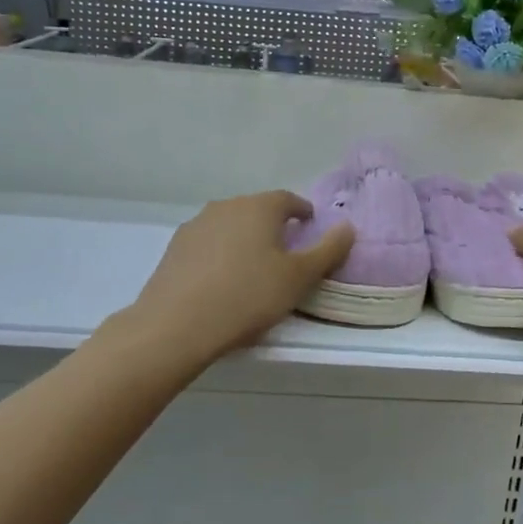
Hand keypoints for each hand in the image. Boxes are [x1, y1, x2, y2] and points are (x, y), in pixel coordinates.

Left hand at [123, 191, 354, 364]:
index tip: (310, 227)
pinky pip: (208, 245)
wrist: (177, 324)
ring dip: (244, 240)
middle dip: (273, 226)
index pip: (288, 199)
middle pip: (256, 210)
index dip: (302, 212)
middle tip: (285, 252)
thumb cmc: (248, 296)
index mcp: (259, 207)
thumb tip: (348, 227)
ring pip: (229, 226)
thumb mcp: (299, 278)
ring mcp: (196, 225)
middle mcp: (226, 206)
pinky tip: (221, 281)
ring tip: (252, 269)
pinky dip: (220, 255)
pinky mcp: (175, 248)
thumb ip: (328, 250)